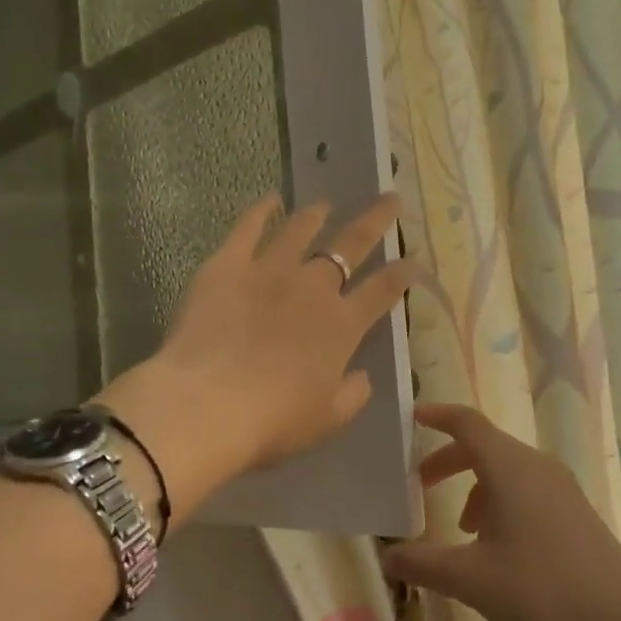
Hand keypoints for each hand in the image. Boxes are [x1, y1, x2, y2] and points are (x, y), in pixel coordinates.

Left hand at [103, 194, 411, 517]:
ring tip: (325, 204)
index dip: (401, 274)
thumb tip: (361, 376)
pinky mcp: (226, 266)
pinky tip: (269, 200)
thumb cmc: (273, 422)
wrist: (207, 406)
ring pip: (300, 231)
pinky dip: (260, 211)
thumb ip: (352, 395)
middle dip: (375, 221)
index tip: (413, 259)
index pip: (382, 291)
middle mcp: (312, 288)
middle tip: (390, 198)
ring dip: (316, 215)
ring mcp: (268, 271)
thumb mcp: (327, 420)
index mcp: (342, 326)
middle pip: (350, 245)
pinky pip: (247, 229)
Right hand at [378, 404, 620, 620]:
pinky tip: (498, 547)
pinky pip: (528, 489)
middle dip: (449, 460)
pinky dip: (501, 502)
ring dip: (476, 487)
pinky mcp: (576, 512)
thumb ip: (422, 563)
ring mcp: (562, 489)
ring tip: (461, 530)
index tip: (412, 418)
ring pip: (507, 470)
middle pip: (485, 446)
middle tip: (420, 485)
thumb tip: (387, 555)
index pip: (467, 423)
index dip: (437, 416)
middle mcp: (537, 467)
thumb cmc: (541, 592)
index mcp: (510, 468)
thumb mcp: (470, 580)